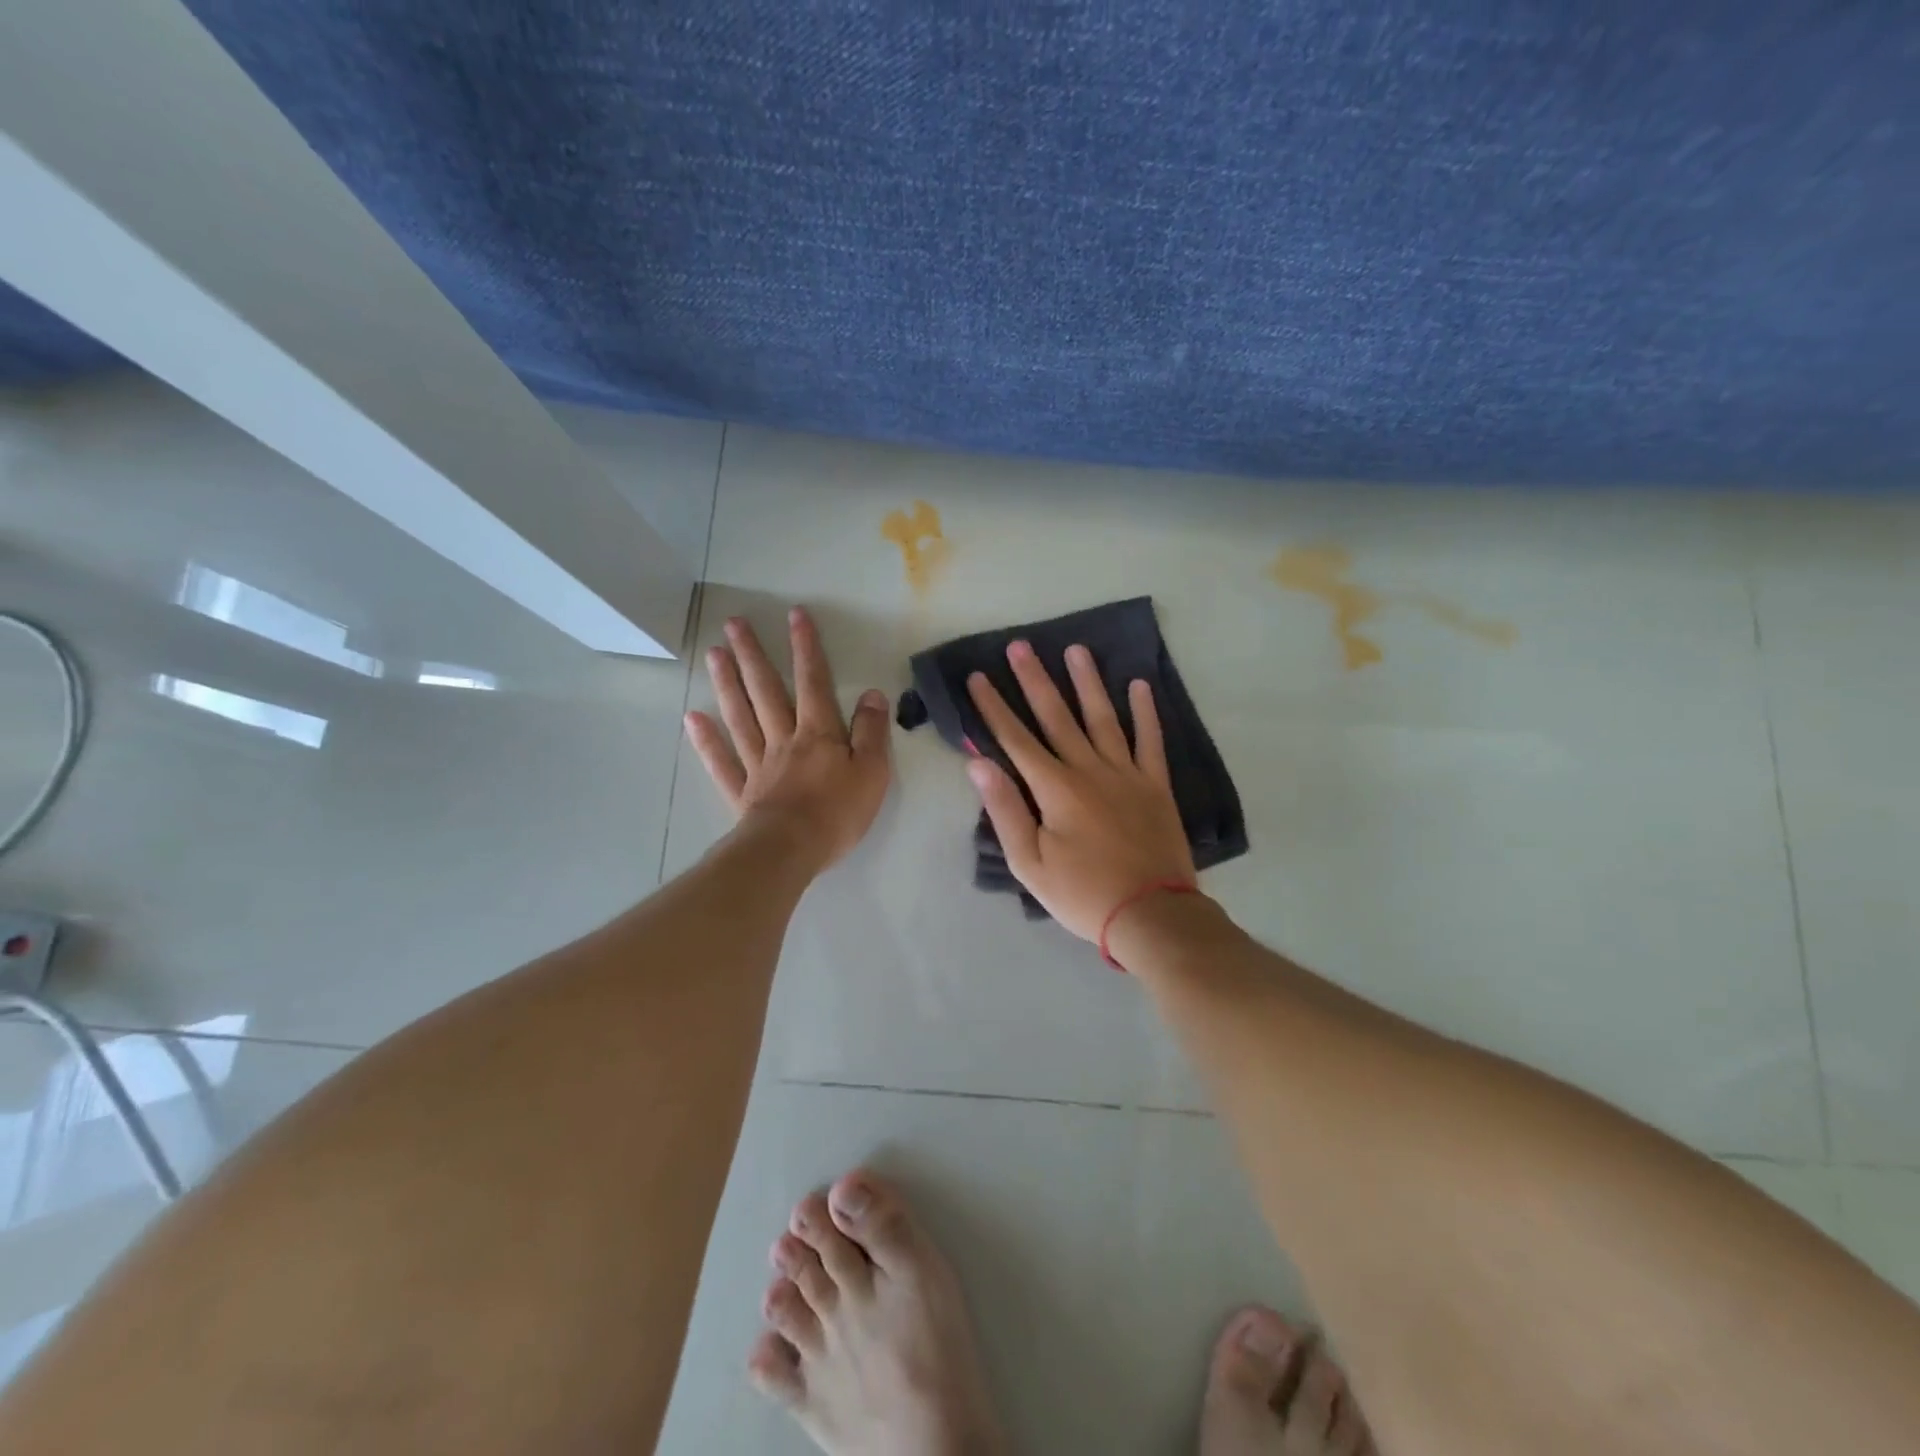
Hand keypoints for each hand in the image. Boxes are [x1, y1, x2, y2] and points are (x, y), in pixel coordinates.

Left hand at [685, 608, 891, 870]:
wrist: (792, 850)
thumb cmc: (838, 812)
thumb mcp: (872, 771)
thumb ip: (872, 731)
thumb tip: (872, 694)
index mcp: (818, 733)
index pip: (813, 682)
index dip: (806, 648)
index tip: (794, 615)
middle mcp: (784, 739)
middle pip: (766, 691)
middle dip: (753, 655)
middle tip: (733, 624)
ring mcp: (758, 764)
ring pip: (740, 716)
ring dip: (727, 684)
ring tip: (713, 654)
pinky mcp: (742, 792)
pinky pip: (721, 761)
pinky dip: (706, 740)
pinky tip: (692, 718)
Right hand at [965, 640, 1195, 941]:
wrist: (1151, 914)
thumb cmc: (1082, 893)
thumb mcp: (1030, 863)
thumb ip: (1005, 809)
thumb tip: (978, 764)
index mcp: (1055, 788)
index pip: (1016, 739)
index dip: (994, 707)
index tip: (979, 676)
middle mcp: (1089, 769)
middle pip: (1057, 717)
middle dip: (1034, 680)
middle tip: (1020, 646)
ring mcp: (1127, 773)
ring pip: (1103, 718)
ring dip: (1087, 682)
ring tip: (1075, 649)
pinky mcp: (1156, 785)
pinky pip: (1150, 740)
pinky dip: (1146, 713)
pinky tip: (1139, 685)